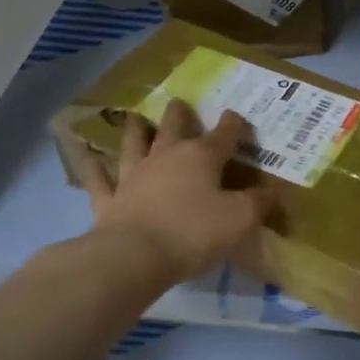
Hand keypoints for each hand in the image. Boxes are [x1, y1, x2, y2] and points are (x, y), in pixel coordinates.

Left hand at [72, 102, 270, 282]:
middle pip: (174, 129)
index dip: (234, 125)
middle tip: (179, 103)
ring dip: (137, 131)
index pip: (224, 134)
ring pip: (134, 145)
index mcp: (201, 157)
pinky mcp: (109, 200)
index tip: (238, 119)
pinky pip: (98, 179)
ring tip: (137, 118)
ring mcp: (133, 176)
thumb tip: (271, 191)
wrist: (134, 257)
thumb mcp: (241, 219)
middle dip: (180, 116)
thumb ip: (258, 202)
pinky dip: (93, 167)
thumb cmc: (194, 233)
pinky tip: (87, 157)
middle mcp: (166, 157)